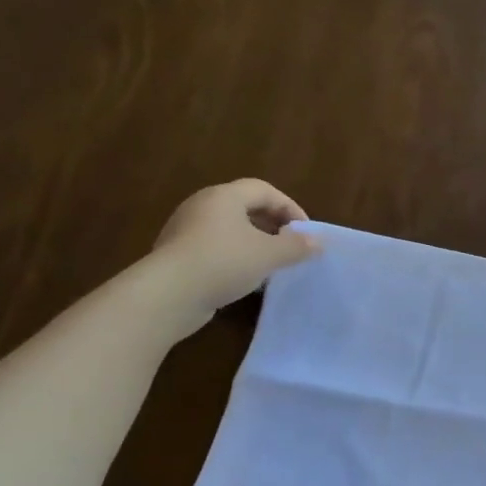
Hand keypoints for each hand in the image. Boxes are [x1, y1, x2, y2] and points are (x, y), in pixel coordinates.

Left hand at [149, 178, 319, 328]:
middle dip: (272, 224)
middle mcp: (202, 206)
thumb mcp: (269, 255)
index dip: (289, 207)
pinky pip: (214, 247)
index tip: (305, 231)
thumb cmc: (223, 262)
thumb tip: (317, 242)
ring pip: (229, 229)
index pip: (264, 190)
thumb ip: (296, 246)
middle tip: (290, 245)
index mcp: (224, 196)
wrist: (167, 295)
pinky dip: (234, 256)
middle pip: (245, 207)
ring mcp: (185, 230)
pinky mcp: (177, 255)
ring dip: (254, 242)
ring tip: (271, 263)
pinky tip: (245, 278)